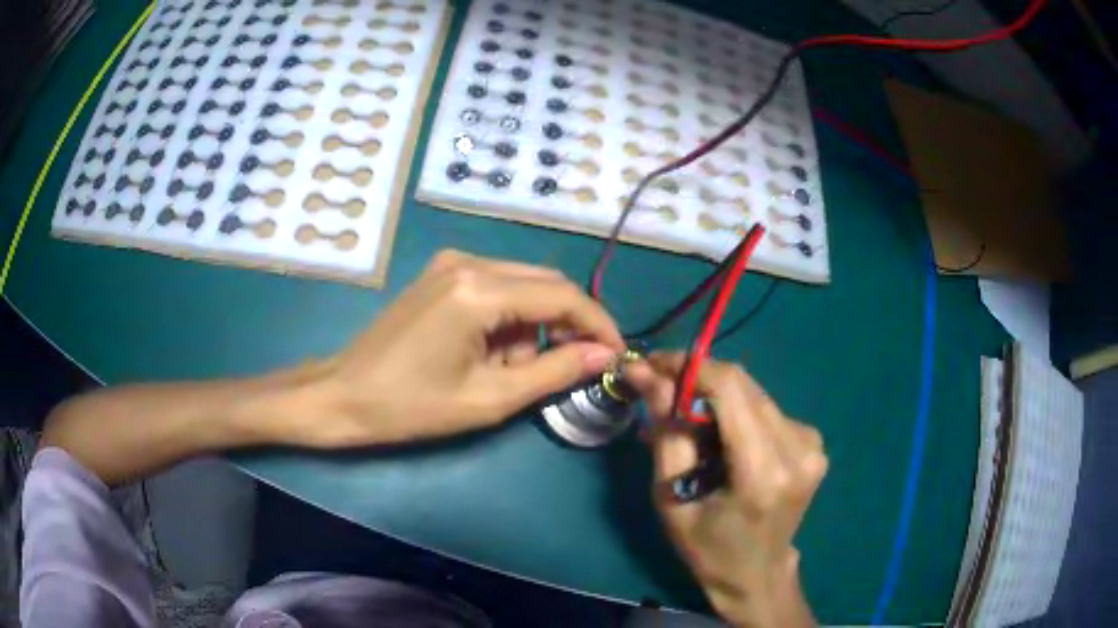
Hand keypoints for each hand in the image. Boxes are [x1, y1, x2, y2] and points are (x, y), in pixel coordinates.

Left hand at [290, 250, 625, 446]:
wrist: (343, 395)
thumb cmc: (412, 406)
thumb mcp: (490, 398)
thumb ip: (554, 372)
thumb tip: (605, 355)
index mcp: (478, 290)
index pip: (563, 296)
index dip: (598, 324)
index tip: (617, 354)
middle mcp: (468, 261)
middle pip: (546, 282)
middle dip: (568, 324)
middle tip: (574, 366)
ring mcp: (450, 263)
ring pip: (522, 285)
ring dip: (533, 326)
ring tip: (510, 371)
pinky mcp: (440, 274)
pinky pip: (495, 287)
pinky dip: (508, 319)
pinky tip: (489, 353)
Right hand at [627, 354, 825, 627]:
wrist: (756, 573)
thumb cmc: (707, 548)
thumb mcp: (672, 497)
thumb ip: (666, 432)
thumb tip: (646, 374)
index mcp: (763, 473)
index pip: (729, 389)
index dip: (689, 367)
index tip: (653, 364)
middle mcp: (798, 449)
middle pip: (743, 385)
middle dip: (698, 381)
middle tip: (662, 394)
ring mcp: (812, 443)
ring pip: (754, 394)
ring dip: (716, 399)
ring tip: (691, 428)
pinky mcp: (813, 441)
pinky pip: (767, 409)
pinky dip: (737, 413)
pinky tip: (723, 441)